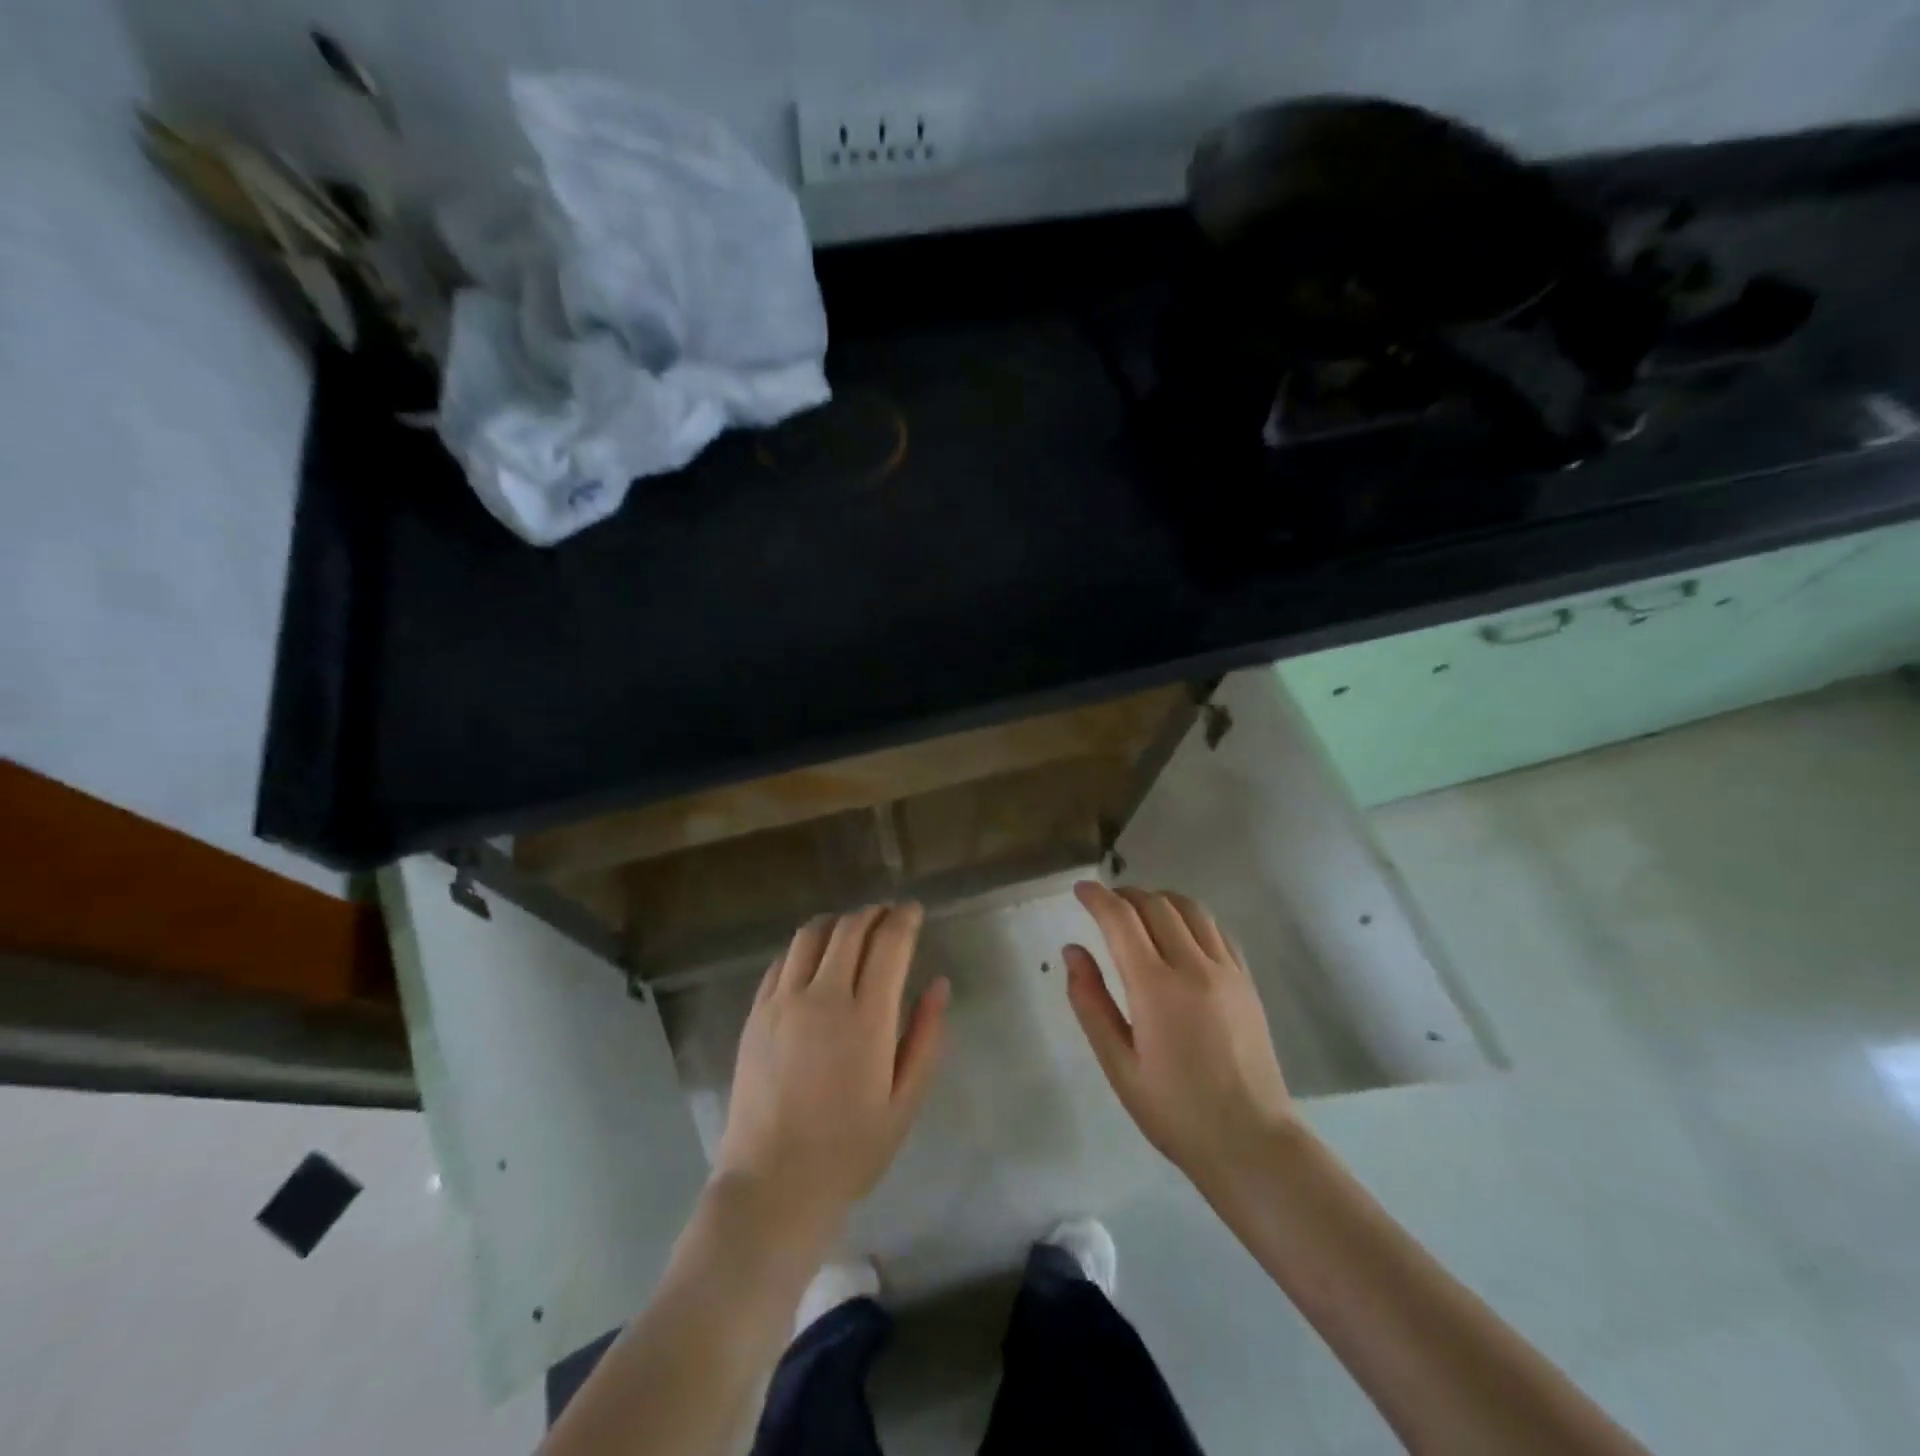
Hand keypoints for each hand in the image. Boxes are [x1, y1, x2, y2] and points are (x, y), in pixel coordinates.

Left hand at [714, 904, 949, 1249]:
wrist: (773, 1185)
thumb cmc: (850, 1150)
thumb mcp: (905, 1102)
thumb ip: (926, 1037)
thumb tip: (939, 985)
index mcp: (867, 1019)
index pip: (889, 943)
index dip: (904, 918)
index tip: (913, 910)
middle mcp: (823, 998)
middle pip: (850, 929)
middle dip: (874, 913)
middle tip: (887, 915)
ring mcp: (783, 1003)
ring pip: (810, 935)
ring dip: (837, 922)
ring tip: (852, 930)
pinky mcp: (756, 1014)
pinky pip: (781, 961)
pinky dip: (804, 948)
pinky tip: (814, 960)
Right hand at [1065, 882, 1295, 1190]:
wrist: (1251, 1142)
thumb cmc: (1174, 1111)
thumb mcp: (1118, 1065)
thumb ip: (1091, 1002)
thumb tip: (1072, 951)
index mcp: (1156, 988)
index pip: (1121, 920)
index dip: (1097, 897)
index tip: (1080, 889)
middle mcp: (1194, 968)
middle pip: (1156, 905)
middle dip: (1126, 895)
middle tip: (1105, 904)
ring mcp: (1227, 972)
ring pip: (1191, 909)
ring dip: (1160, 899)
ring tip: (1140, 910)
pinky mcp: (1247, 982)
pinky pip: (1217, 930)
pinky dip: (1191, 917)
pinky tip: (1180, 933)